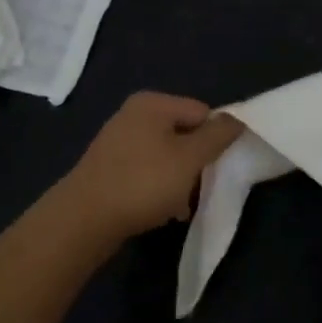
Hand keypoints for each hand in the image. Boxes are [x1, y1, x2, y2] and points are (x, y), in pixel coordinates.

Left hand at [55, 93, 243, 243]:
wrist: (84, 220)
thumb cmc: (143, 182)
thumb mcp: (190, 158)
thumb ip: (217, 136)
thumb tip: (237, 119)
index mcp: (153, 103)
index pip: (202, 112)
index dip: (214, 139)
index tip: (215, 167)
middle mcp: (133, 114)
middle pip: (183, 133)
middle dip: (195, 162)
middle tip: (197, 188)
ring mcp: (118, 141)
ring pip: (166, 155)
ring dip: (179, 178)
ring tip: (180, 204)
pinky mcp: (109, 167)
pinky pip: (146, 171)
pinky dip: (158, 187)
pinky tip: (162, 209)